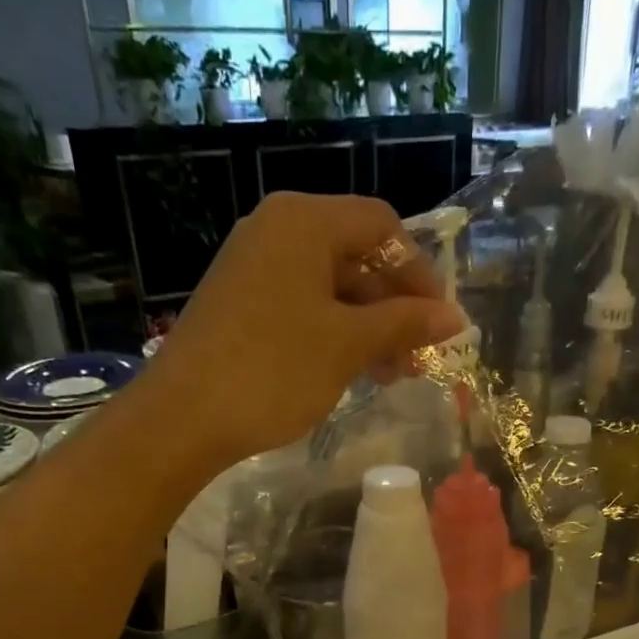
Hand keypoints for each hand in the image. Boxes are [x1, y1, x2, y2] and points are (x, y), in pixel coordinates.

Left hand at [136, 192, 468, 466]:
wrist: (184, 417)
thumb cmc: (274, 371)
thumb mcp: (348, 345)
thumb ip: (404, 324)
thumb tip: (455, 317)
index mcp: (304, 221)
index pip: (382, 226)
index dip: (419, 272)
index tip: (440, 322)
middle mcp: (276, 229)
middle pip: (355, 255)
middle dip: (393, 307)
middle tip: (416, 359)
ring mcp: (252, 266)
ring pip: (329, 287)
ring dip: (366, 327)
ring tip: (388, 376)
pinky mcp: (238, 303)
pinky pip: (300, 306)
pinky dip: (332, 334)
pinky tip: (347, 371)